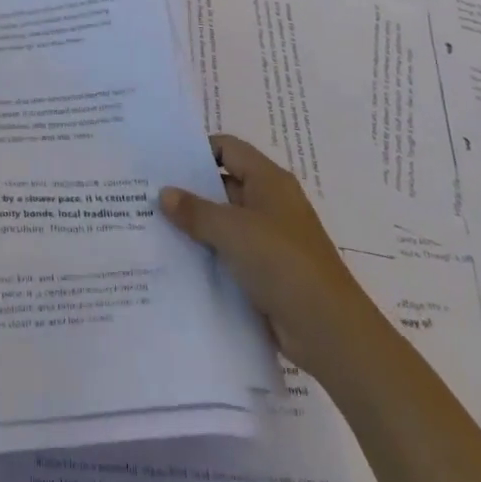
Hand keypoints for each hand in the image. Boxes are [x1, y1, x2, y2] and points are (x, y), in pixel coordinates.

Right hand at [159, 134, 371, 378]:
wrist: (330, 333)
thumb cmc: (283, 263)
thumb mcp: (233, 230)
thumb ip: (195, 210)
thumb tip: (164, 193)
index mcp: (269, 180)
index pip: (228, 148)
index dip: (197, 150)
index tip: (164, 162)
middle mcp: (271, 203)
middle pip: (224, 184)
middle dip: (190, 190)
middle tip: (150, 193)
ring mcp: (271, 239)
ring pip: (225, 221)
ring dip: (198, 225)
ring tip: (156, 226)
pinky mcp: (268, 272)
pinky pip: (232, 252)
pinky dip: (210, 254)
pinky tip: (179, 260)